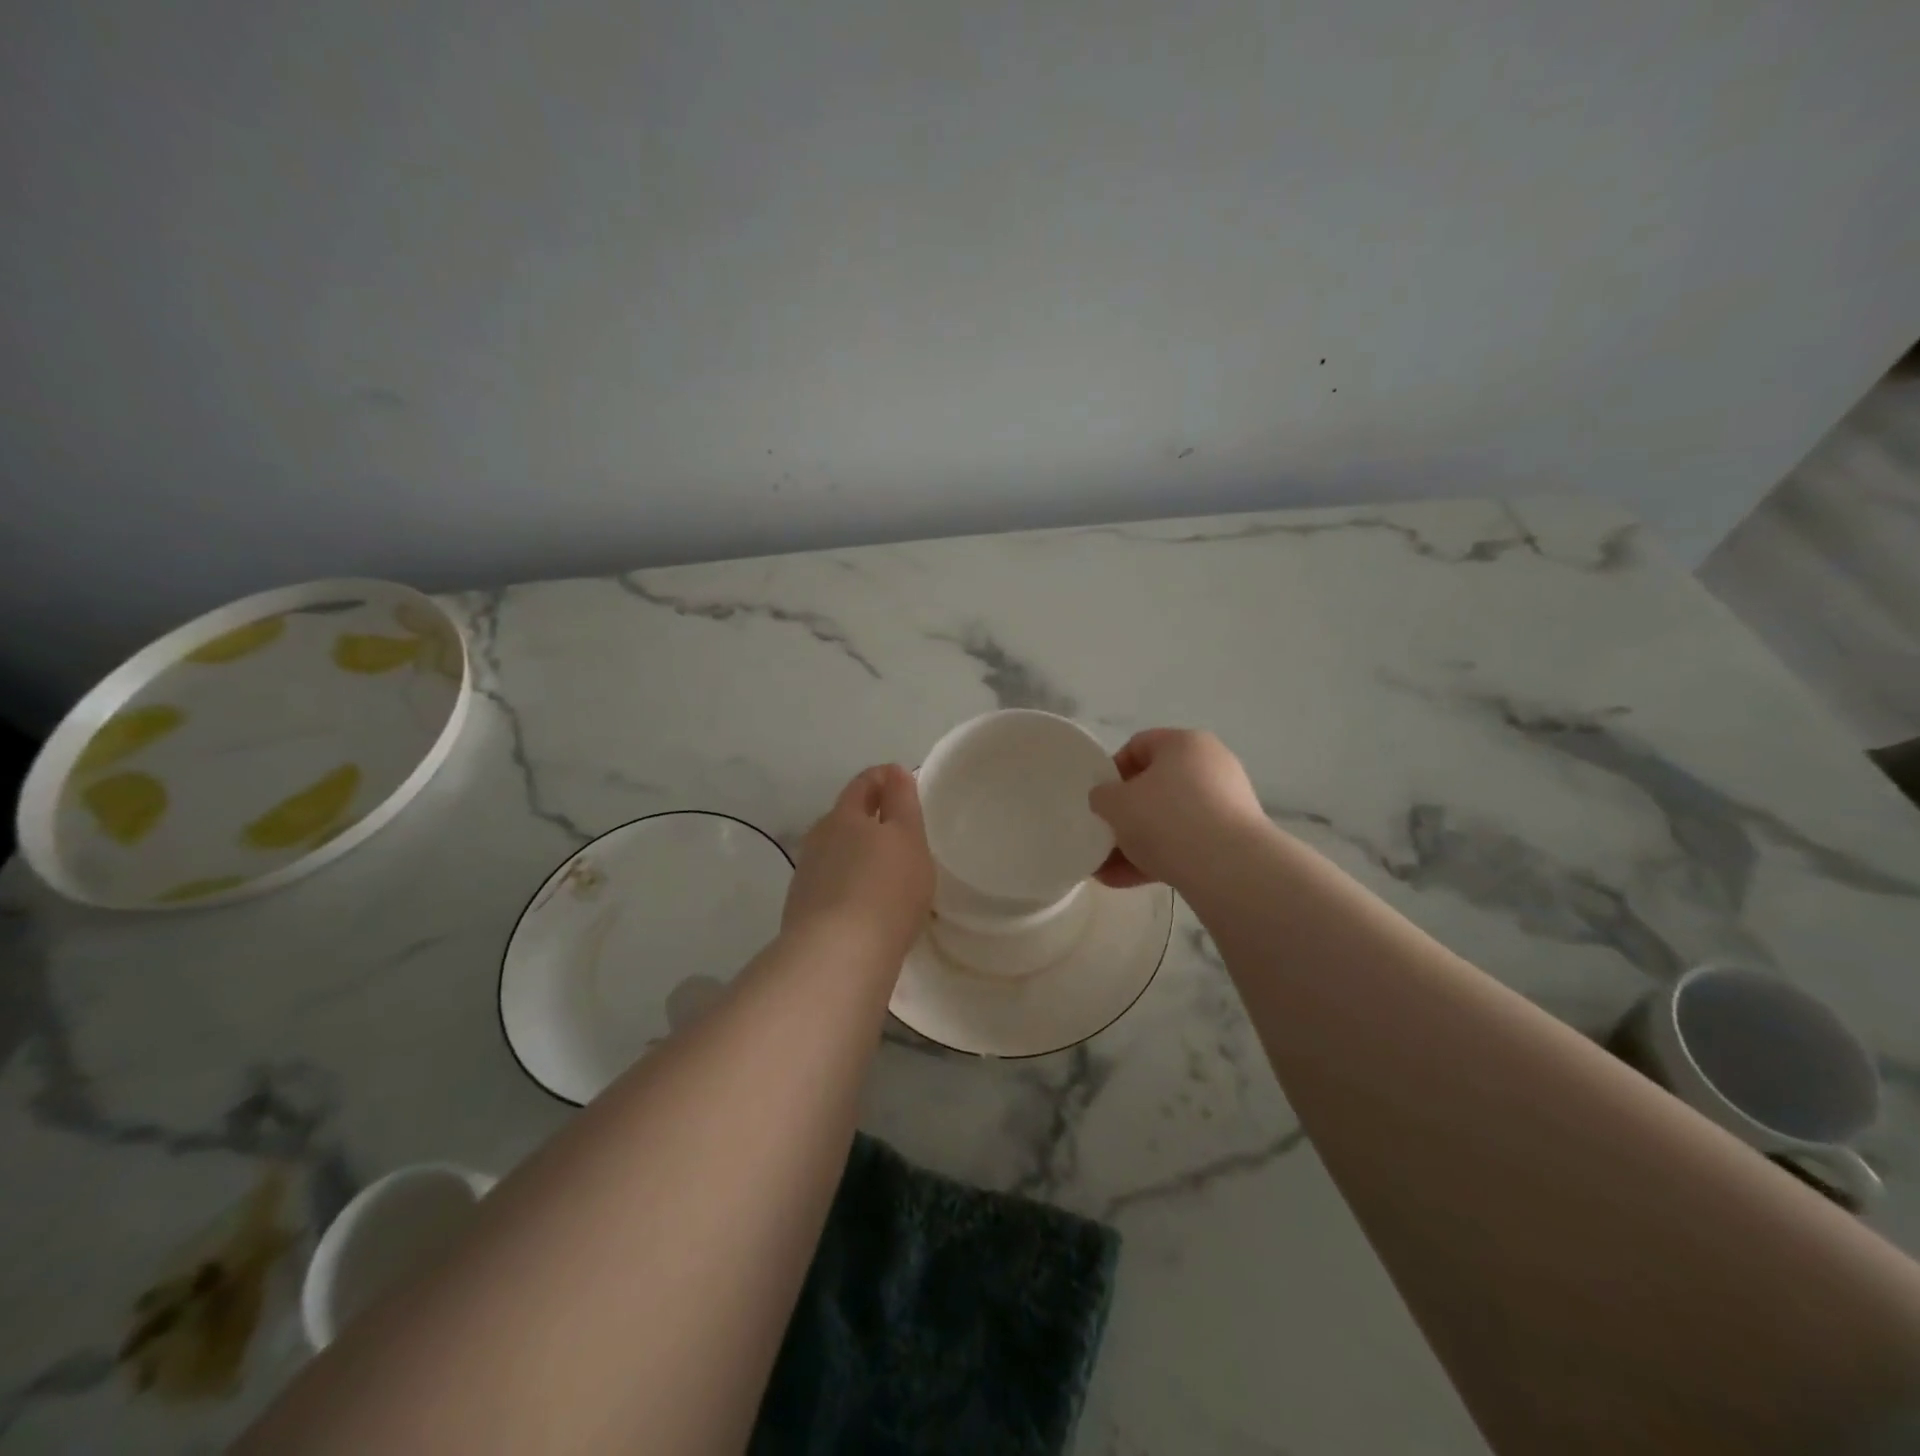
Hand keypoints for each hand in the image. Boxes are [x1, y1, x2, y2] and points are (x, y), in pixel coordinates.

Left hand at [782, 764, 934, 960]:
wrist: (837, 955)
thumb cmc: (885, 888)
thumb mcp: (908, 838)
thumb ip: (902, 802)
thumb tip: (894, 772)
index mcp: (844, 815)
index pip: (863, 783)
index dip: (884, 778)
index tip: (902, 781)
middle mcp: (819, 838)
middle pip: (845, 817)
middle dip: (869, 817)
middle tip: (898, 829)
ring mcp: (807, 875)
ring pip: (836, 852)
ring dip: (857, 853)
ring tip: (883, 869)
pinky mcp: (803, 909)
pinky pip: (831, 884)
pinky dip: (848, 883)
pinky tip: (864, 902)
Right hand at [1089, 729, 1267, 889]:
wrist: (1230, 869)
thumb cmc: (1166, 819)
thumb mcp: (1116, 803)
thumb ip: (1102, 796)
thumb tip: (1107, 799)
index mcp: (1184, 743)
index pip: (1138, 745)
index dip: (1112, 771)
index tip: (1099, 799)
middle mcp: (1210, 766)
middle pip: (1154, 787)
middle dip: (1124, 815)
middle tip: (1102, 835)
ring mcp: (1225, 804)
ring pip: (1169, 820)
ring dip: (1135, 843)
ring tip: (1105, 871)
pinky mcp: (1232, 840)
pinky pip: (1186, 843)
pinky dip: (1158, 858)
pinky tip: (1127, 881)